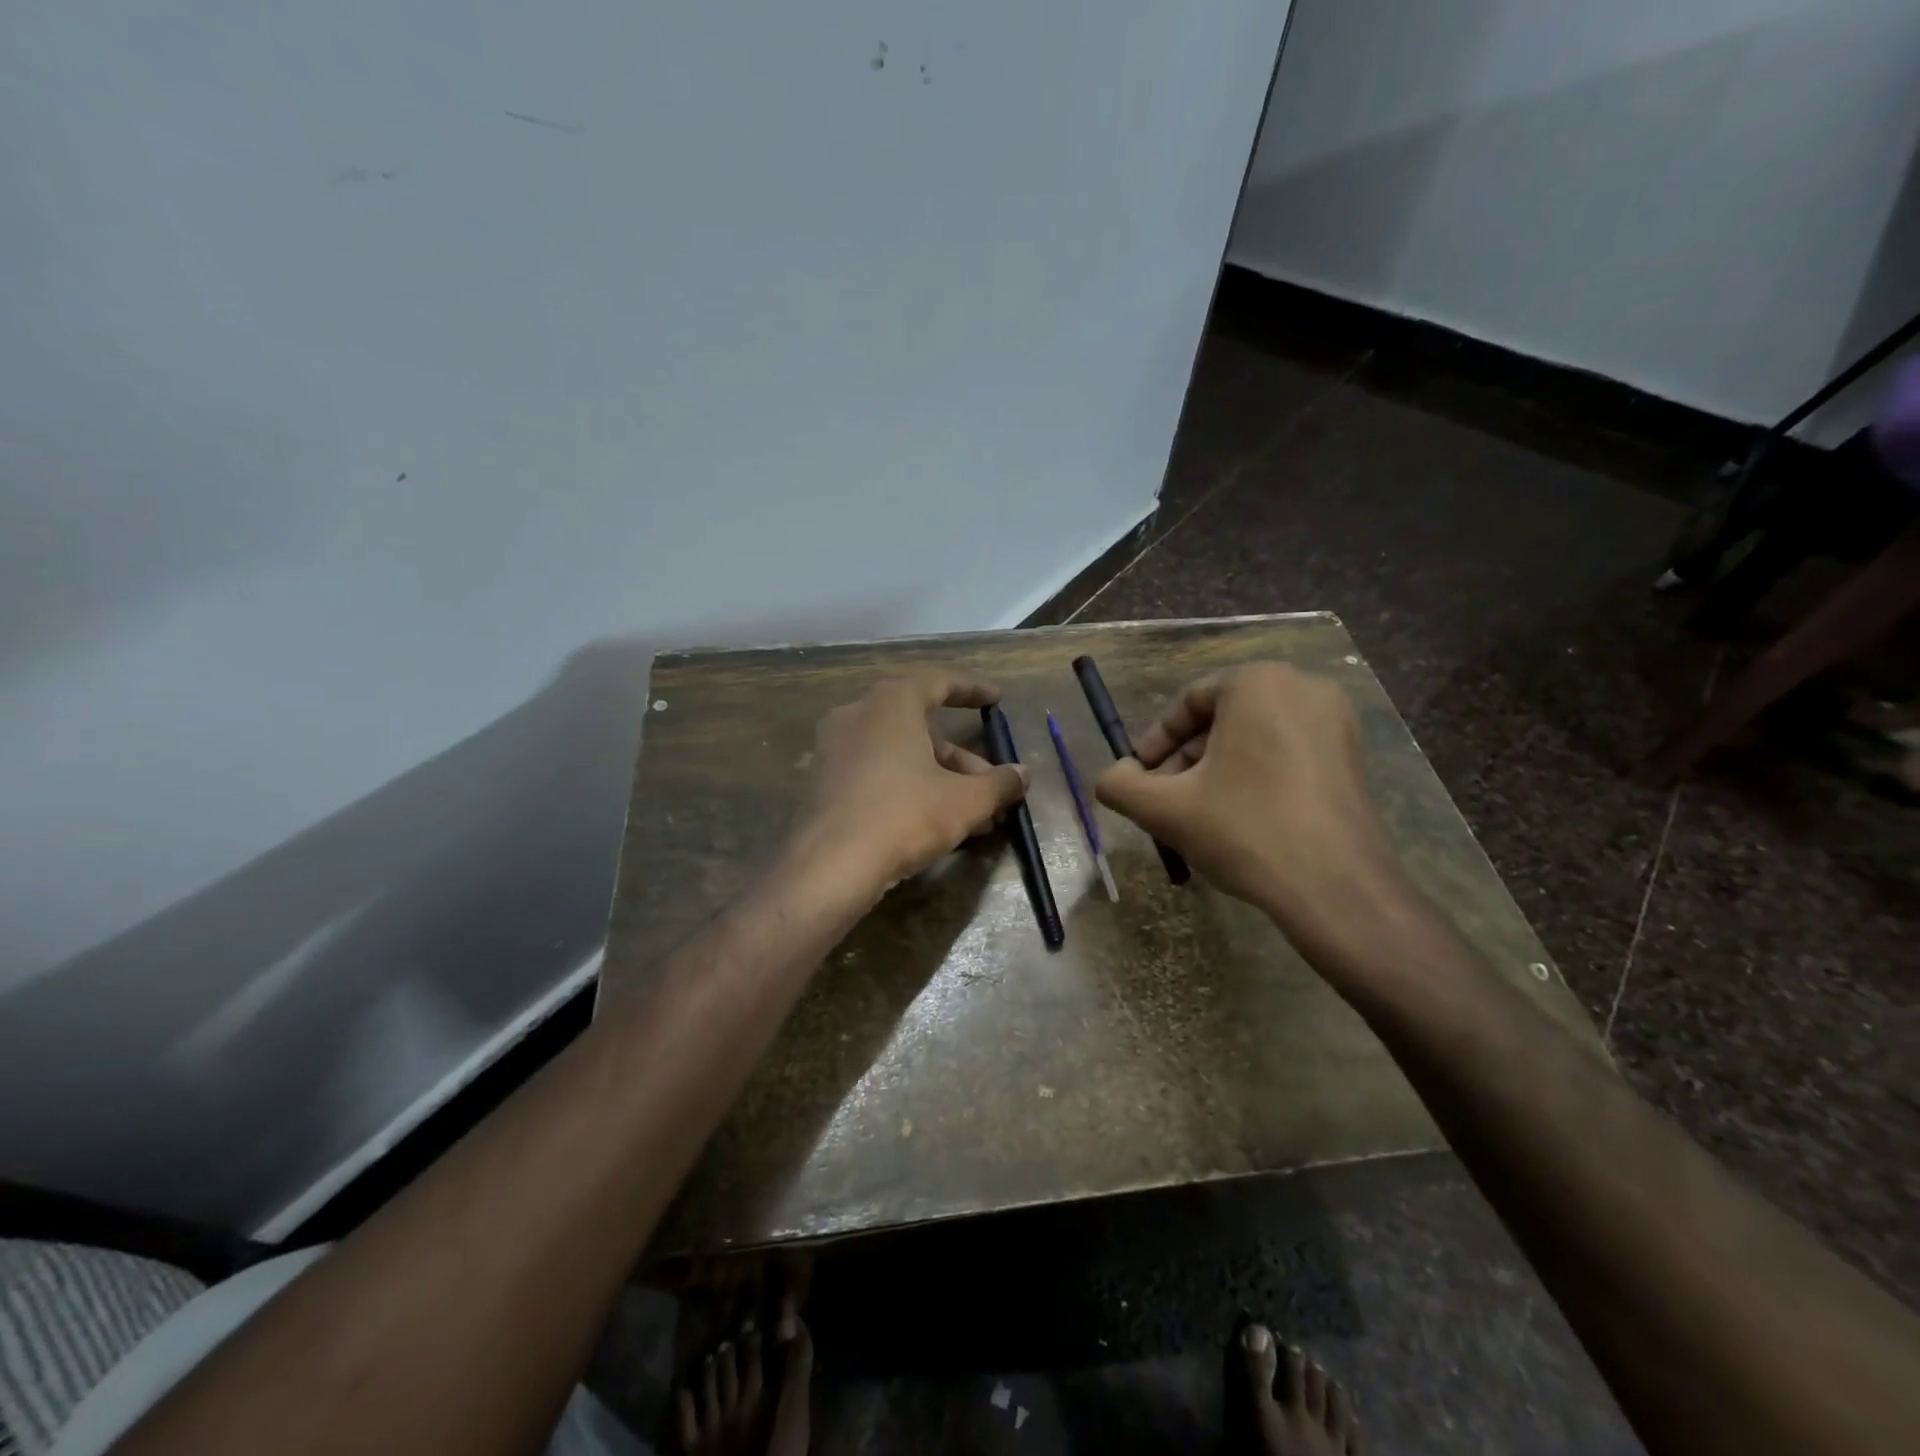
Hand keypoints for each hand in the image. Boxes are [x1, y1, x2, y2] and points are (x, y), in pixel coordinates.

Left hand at [793, 674, 1029, 896]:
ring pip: (901, 756)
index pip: (939, 684)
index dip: (972, 691)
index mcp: (891, 704)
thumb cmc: (904, 816)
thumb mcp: (965, 801)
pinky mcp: (823, 783)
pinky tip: (937, 824)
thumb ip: (999, 783)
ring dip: (941, 781)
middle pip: (922, 729)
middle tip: (993, 787)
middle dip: (963, 761)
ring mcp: (835, 749)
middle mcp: (858, 715)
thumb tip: (1024, 774)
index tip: (996, 701)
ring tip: (975, 818)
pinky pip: (877, 774)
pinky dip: (909, 789)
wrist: (830, 866)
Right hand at [1094, 663, 1405, 950]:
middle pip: (1221, 718)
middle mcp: (1302, 687)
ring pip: (1253, 738)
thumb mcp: (1164, 808)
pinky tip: (1240, 820)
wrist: (1335, 888)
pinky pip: (1286, 753)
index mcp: (1257, 682)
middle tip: (1166, 801)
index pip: (1188, 702)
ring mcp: (1335, 721)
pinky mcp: (1352, 756)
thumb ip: (1120, 785)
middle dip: (1186, 760)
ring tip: (1199, 816)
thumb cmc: (1244, 829)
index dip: (1154, 742)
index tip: (1139, 778)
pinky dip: (1254, 777)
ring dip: (1216, 771)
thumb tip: (1112, 776)